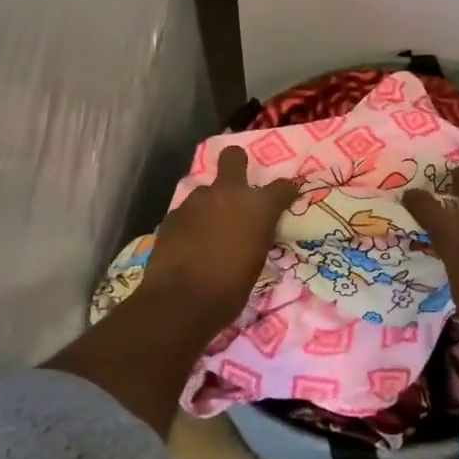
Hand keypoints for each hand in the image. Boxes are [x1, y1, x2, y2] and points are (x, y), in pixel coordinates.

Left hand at [143, 146, 298, 331]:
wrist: (181, 301)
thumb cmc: (230, 289)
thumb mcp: (256, 261)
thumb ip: (256, 235)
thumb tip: (252, 230)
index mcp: (257, 207)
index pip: (283, 186)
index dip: (286, 191)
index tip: (286, 197)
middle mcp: (227, 194)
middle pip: (233, 157)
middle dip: (236, 161)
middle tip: (237, 181)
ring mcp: (196, 201)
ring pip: (206, 190)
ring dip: (210, 204)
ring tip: (207, 230)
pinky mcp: (172, 214)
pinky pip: (187, 212)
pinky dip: (191, 223)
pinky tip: (188, 243)